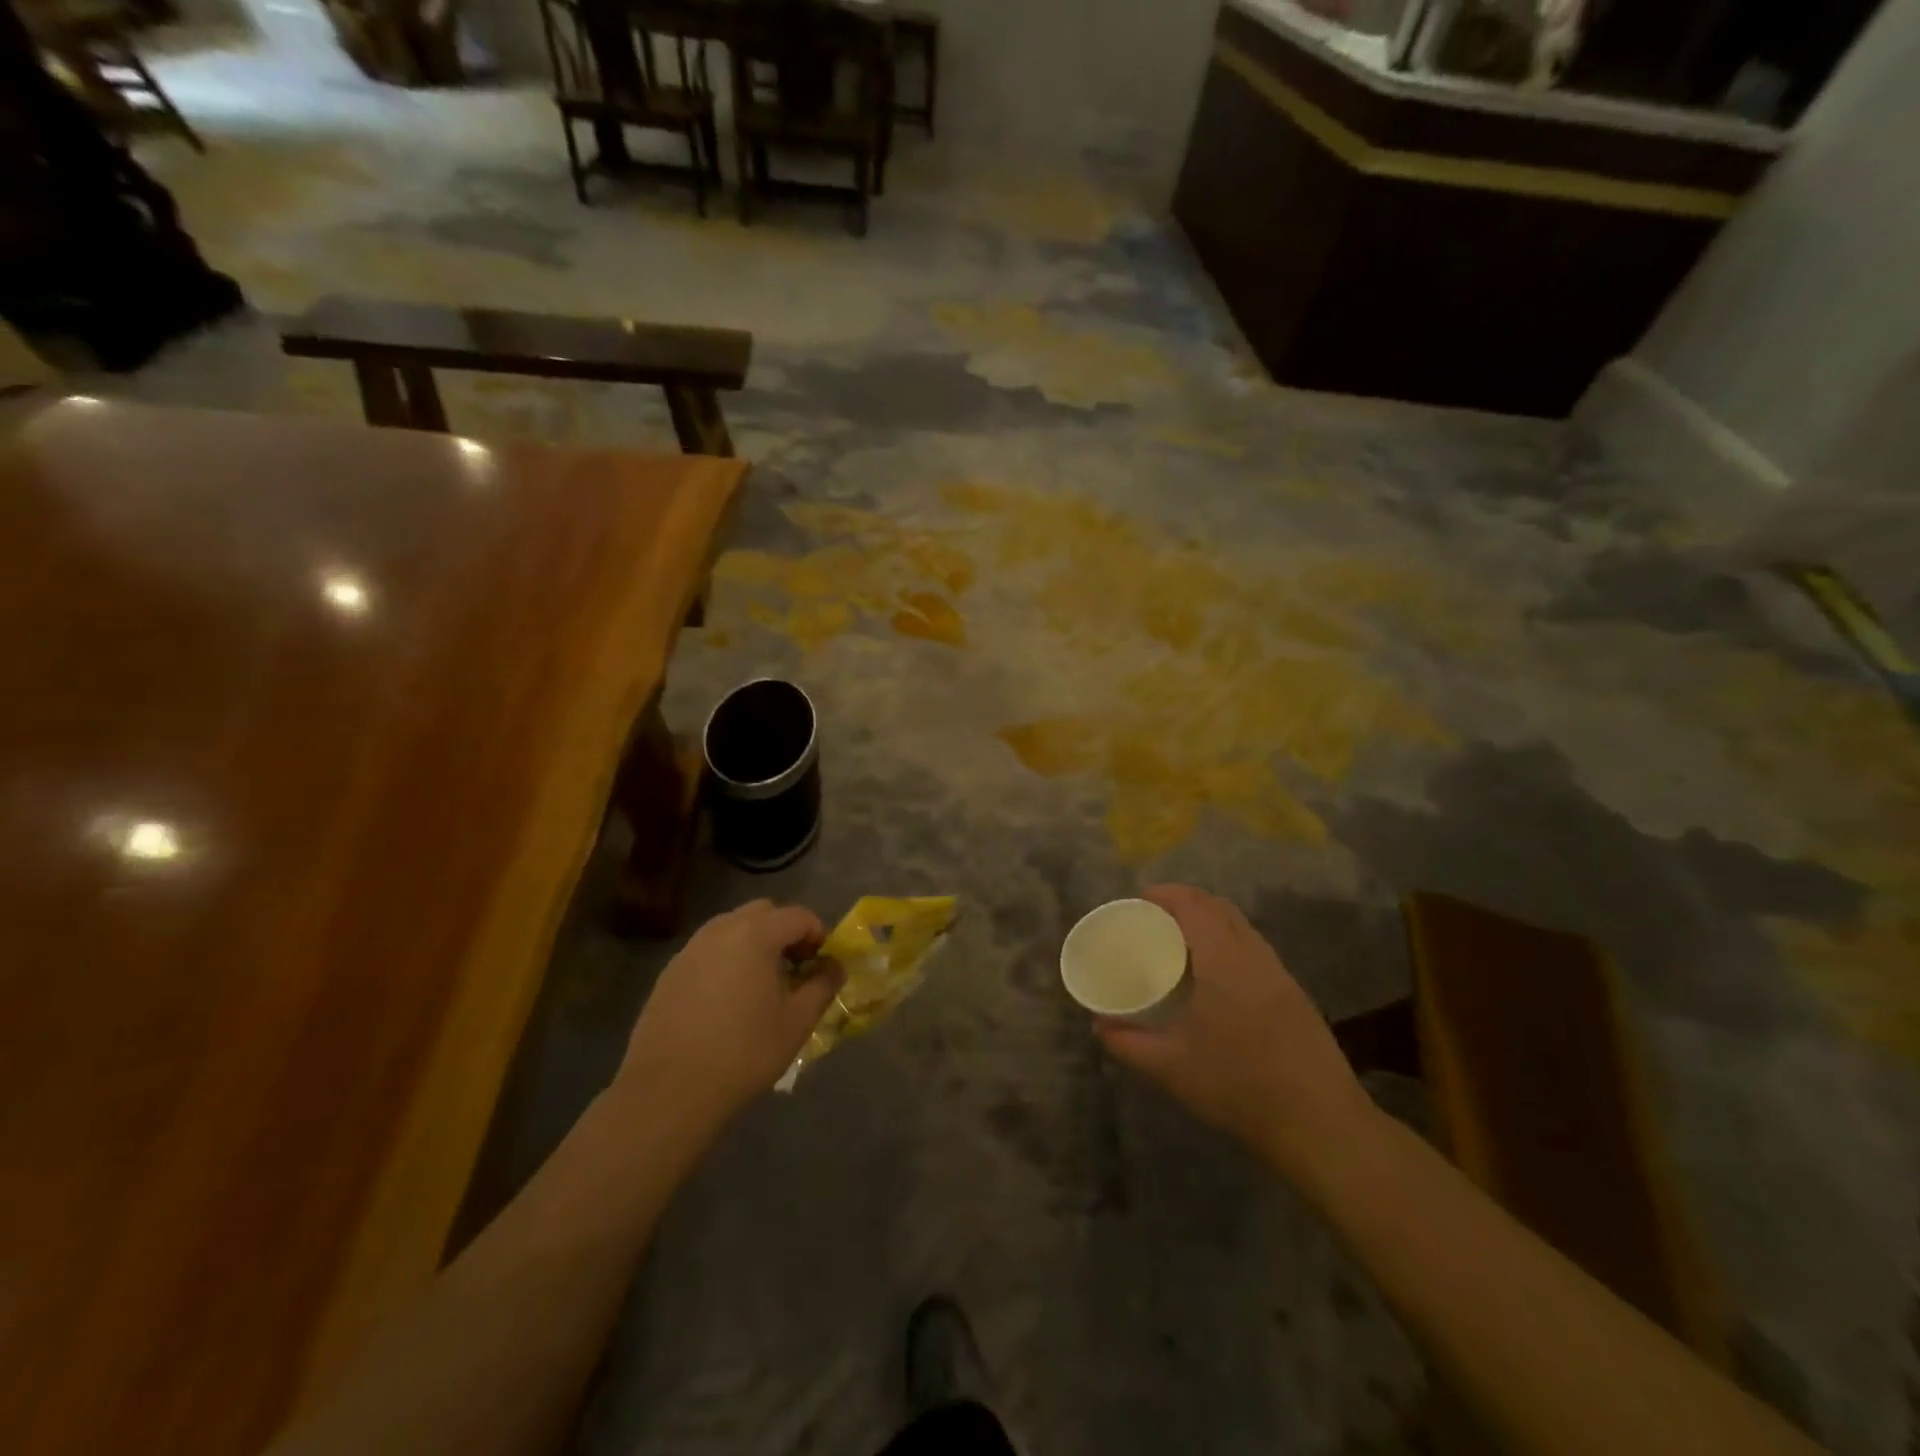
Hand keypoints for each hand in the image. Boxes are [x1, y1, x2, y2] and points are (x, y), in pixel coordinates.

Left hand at [616, 899, 841, 1133]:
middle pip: (762, 912)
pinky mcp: (670, 972)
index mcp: (755, 935)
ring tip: (761, 982)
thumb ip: (823, 985)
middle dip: (784, 931)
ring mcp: (690, 949)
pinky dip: (726, 959)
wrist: (669, 1091)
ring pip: (731, 927)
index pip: (797, 916)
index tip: (822, 964)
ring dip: (753, 942)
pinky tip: (727, 999)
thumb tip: (835, 967)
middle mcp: (720, 931)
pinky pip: (708, 950)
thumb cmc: (744, 1052)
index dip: (817, 934)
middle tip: (794, 967)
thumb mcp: (797, 1022)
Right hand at [1096, 885, 1375, 1173]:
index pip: (1195, 906)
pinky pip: (1256, 951)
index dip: (1167, 894)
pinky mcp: (1296, 996)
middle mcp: (1255, 957)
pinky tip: (1216, 978)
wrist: (1321, 1125)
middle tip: (1156, 919)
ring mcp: (1280, 975)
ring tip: (1182, 944)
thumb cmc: (1239, 1087)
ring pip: (1242, 928)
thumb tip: (1098, 1027)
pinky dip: (1230, 944)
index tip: (1140, 900)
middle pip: (1220, 908)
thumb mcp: (1171, 1068)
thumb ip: (1129, 1044)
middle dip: (1187, 902)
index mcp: (1224, 961)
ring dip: (1211, 922)